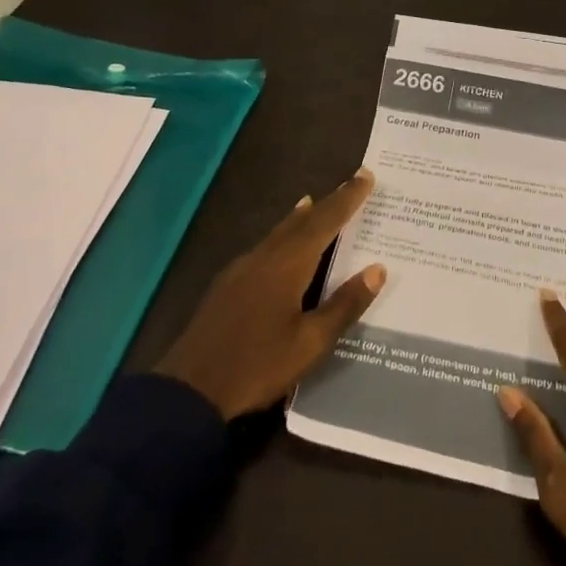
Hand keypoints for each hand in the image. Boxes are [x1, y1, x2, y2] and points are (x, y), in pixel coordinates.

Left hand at [156, 170, 384, 419]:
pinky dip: (281, 235)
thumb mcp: (310, 343)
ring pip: (278, 232)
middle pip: (301, 221)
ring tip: (313, 202)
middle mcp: (264, 257)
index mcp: (288, 265)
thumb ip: (344, 305)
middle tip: (350, 183)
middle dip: (328, 202)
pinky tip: (280, 245)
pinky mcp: (226, 285)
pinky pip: (263, 247)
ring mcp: (241, 270)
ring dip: (301, 217)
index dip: (347, 198)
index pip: (325, 222)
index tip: (366, 175)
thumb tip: (377, 269)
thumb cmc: (257, 366)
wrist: (188, 390)